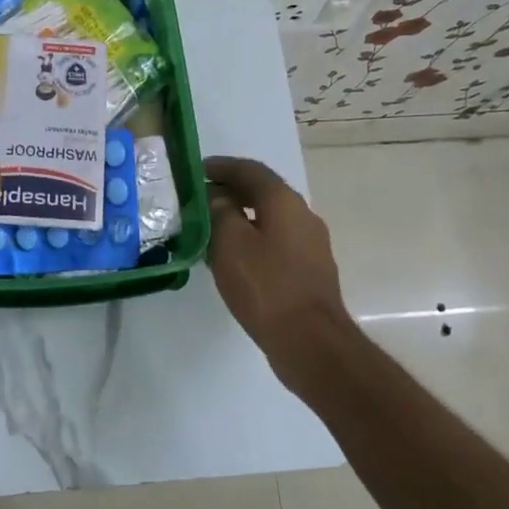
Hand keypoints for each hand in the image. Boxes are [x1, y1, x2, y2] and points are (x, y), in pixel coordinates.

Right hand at [205, 156, 349, 385]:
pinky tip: (233, 257)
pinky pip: (276, 242)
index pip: (250, 170)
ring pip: (269, 218)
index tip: (197, 170)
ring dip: (241, 216)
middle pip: (262, 192)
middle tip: (199, 199)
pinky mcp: (309, 270)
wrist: (311, 342)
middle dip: (230, 191)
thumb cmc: (266, 286)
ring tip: (210, 228)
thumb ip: (219, 212)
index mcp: (284, 201)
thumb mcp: (230, 243)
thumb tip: (217, 197)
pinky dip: (252, 239)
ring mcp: (310, 244)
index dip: (222, 167)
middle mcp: (302, 215)